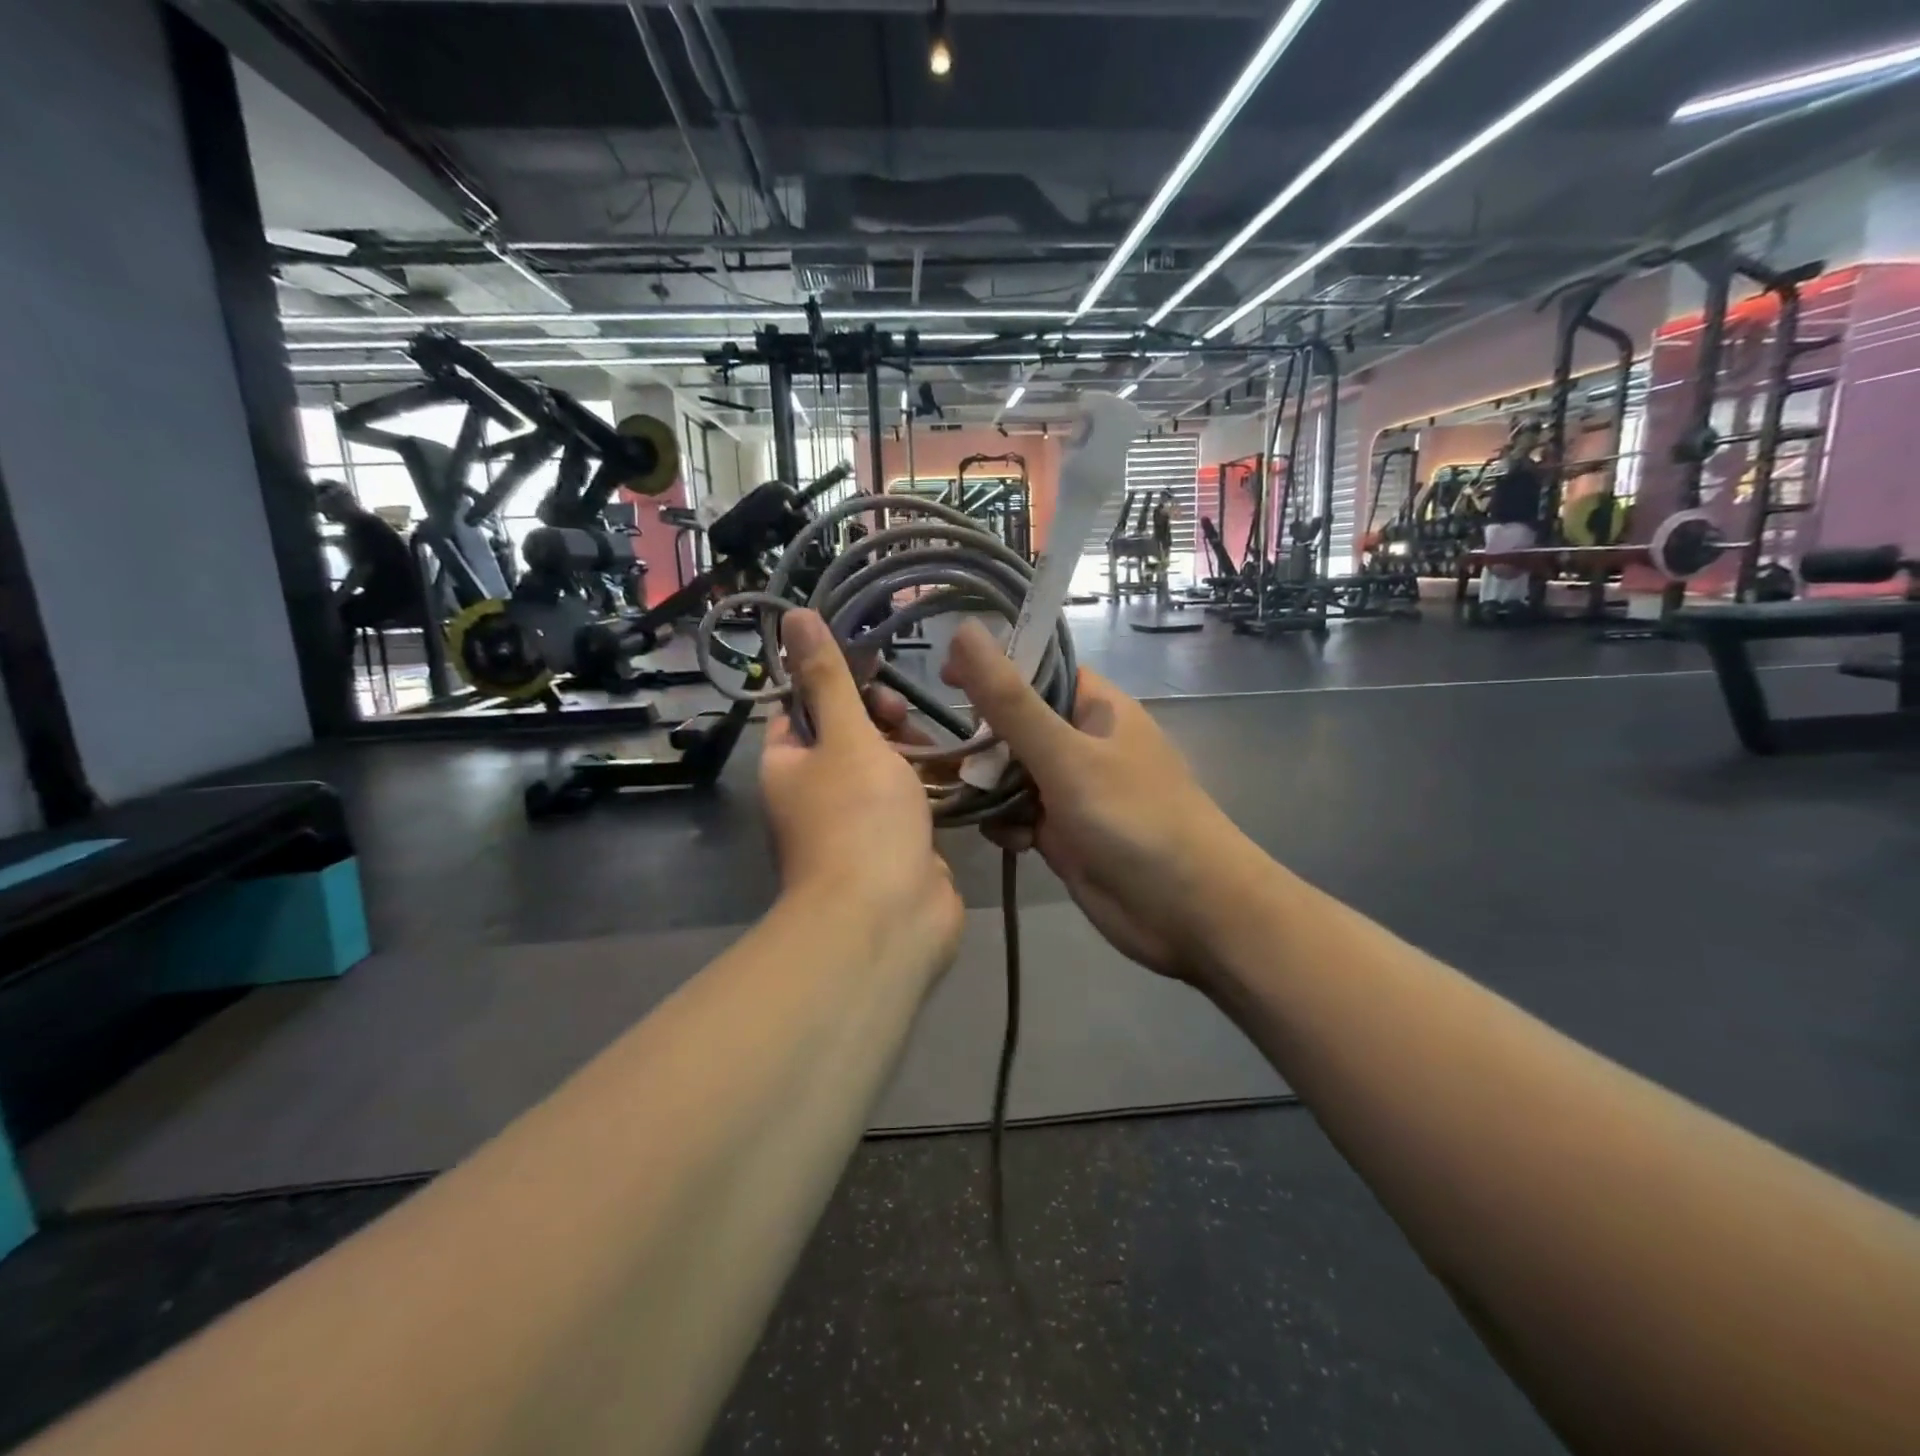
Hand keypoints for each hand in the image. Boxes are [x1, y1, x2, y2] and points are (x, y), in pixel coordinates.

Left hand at [760, 611, 962, 964]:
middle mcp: (816, 793)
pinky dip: (929, 783)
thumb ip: (828, 677)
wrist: (889, 918)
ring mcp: (858, 822)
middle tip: (902, 712)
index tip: (872, 662)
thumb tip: (794, 614)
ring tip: (935, 743)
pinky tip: (957, 767)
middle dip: (878, 717)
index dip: (832, 682)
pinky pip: (910, 800)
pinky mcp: (896, 844)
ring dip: (909, 750)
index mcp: (788, 766)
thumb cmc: (859, 817)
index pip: (799, 708)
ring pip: (883, 768)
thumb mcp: (844, 736)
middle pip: (846, 736)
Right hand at [941, 620, 1257, 981]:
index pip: (1035, 669)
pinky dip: (1004, 824)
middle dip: (979, 738)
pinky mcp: (1061, 834)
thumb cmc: (1134, 820)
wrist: (1189, 914)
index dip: (990, 667)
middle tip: (941, 753)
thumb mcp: (1066, 756)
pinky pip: (1015, 815)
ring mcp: (1069, 790)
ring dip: (985, 786)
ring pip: (1008, 774)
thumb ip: (1010, 701)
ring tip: (965, 799)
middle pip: (1013, 724)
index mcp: (1094, 707)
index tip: (941, 676)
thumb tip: (964, 629)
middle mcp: (1080, 743)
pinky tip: (1010, 841)